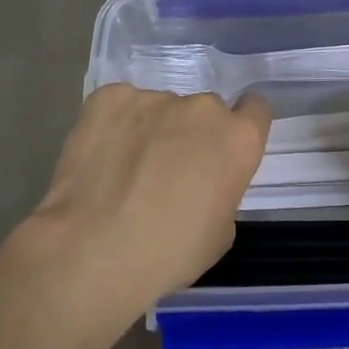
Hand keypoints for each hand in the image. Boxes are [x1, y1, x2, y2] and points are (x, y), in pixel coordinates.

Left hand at [21, 84, 270, 313]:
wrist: (94, 248)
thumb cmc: (169, 252)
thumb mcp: (219, 233)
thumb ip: (220, 191)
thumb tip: (199, 182)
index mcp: (237, 139)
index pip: (255, 109)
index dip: (240, 127)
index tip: (222, 148)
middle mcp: (200, 108)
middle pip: (203, 111)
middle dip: (190, 133)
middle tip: (166, 170)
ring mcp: (152, 97)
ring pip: (159, 109)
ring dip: (150, 130)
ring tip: (124, 169)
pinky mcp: (109, 96)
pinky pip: (120, 106)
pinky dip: (114, 125)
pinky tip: (100, 157)